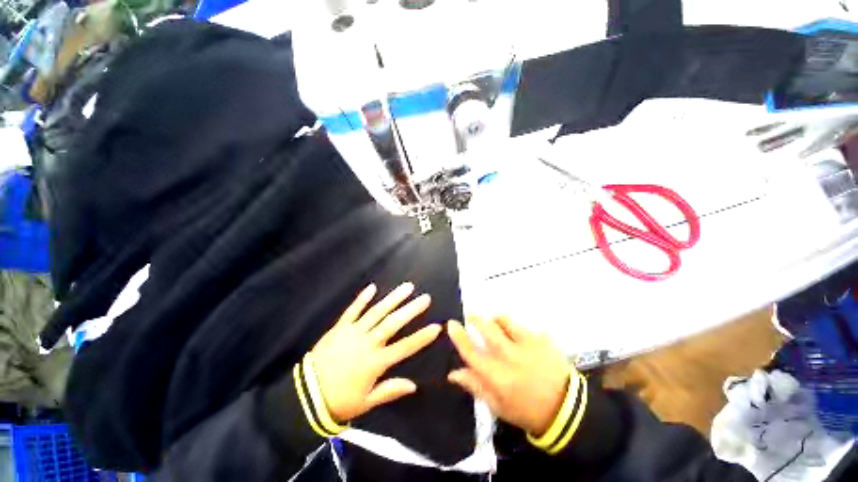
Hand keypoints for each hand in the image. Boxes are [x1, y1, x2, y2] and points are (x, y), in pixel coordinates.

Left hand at [311, 282, 441, 422]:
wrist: (305, 395)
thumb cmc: (340, 401)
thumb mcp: (367, 402)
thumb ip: (390, 390)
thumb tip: (413, 385)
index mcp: (376, 362)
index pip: (405, 347)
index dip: (422, 337)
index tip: (436, 327)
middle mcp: (368, 343)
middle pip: (393, 323)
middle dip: (411, 310)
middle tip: (425, 298)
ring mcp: (353, 332)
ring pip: (377, 312)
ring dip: (393, 299)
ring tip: (407, 287)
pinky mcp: (340, 327)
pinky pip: (352, 310)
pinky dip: (362, 298)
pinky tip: (372, 287)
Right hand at [447, 316, 571, 436]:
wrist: (567, 411)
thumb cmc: (527, 410)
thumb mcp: (498, 406)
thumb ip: (475, 386)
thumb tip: (453, 373)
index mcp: (497, 376)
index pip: (471, 351)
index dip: (459, 336)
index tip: (451, 324)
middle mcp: (510, 357)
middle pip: (487, 329)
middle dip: (476, 319)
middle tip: (472, 316)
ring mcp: (528, 346)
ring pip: (505, 321)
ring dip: (497, 320)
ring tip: (496, 323)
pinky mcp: (542, 340)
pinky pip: (524, 327)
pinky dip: (518, 329)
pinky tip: (521, 338)